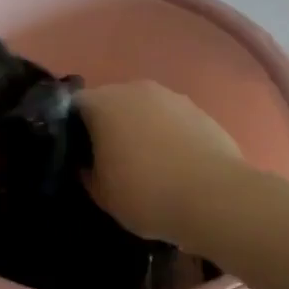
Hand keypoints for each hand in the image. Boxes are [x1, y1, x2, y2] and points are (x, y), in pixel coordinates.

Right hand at [77, 81, 244, 248]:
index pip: (75, 106)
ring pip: (145, 110)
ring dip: (141, 129)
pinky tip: (176, 166)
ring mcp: (171, 97)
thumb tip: (89, 164)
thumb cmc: (147, 193)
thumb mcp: (102, 195)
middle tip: (111, 160)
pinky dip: (169, 136)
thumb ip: (88, 173)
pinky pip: (173, 121)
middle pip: (112, 103)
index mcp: (103, 103)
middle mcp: (134, 89)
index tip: (79, 155)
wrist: (216, 198)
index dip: (73, 129)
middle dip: (109, 126)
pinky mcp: (200, 111)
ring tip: (149, 164)